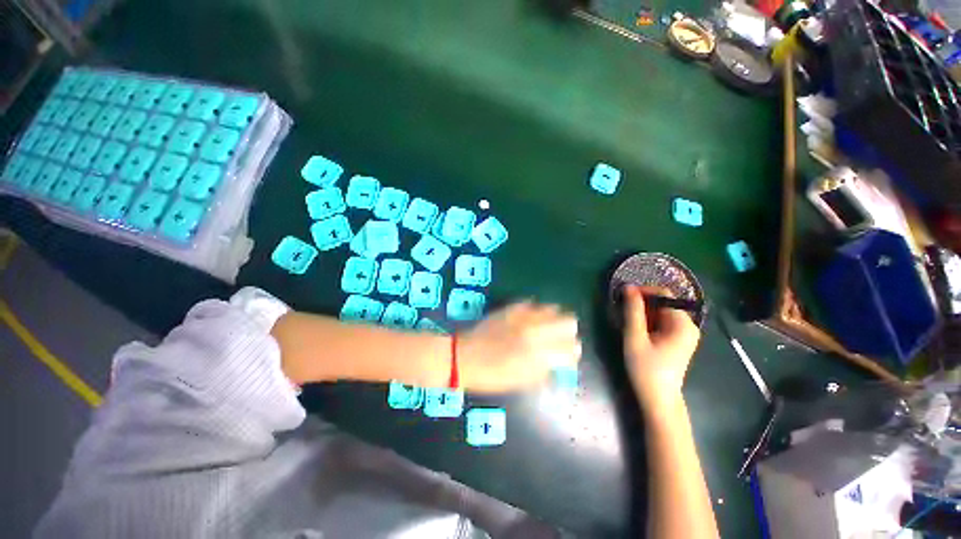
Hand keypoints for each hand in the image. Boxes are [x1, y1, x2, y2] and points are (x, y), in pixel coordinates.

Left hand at [457, 302, 580, 392]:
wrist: (466, 357)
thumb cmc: (493, 376)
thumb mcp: (523, 381)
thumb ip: (545, 371)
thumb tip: (558, 363)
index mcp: (541, 353)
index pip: (572, 348)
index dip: (572, 353)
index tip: (568, 357)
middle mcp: (537, 330)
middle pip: (569, 321)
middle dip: (568, 331)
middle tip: (559, 339)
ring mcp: (524, 316)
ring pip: (553, 308)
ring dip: (553, 319)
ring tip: (544, 327)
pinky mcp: (512, 307)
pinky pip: (531, 304)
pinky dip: (534, 312)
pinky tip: (528, 319)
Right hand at [623, 286, 699, 405]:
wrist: (659, 399)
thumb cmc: (646, 368)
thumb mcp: (635, 337)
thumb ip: (633, 311)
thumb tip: (628, 287)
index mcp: (682, 323)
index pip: (664, 294)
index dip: (643, 292)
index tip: (623, 297)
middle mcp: (688, 325)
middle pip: (662, 303)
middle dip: (641, 304)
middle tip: (623, 314)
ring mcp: (684, 334)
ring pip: (660, 312)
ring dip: (642, 314)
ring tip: (628, 325)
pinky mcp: (678, 340)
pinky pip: (662, 322)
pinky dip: (648, 322)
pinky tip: (638, 333)